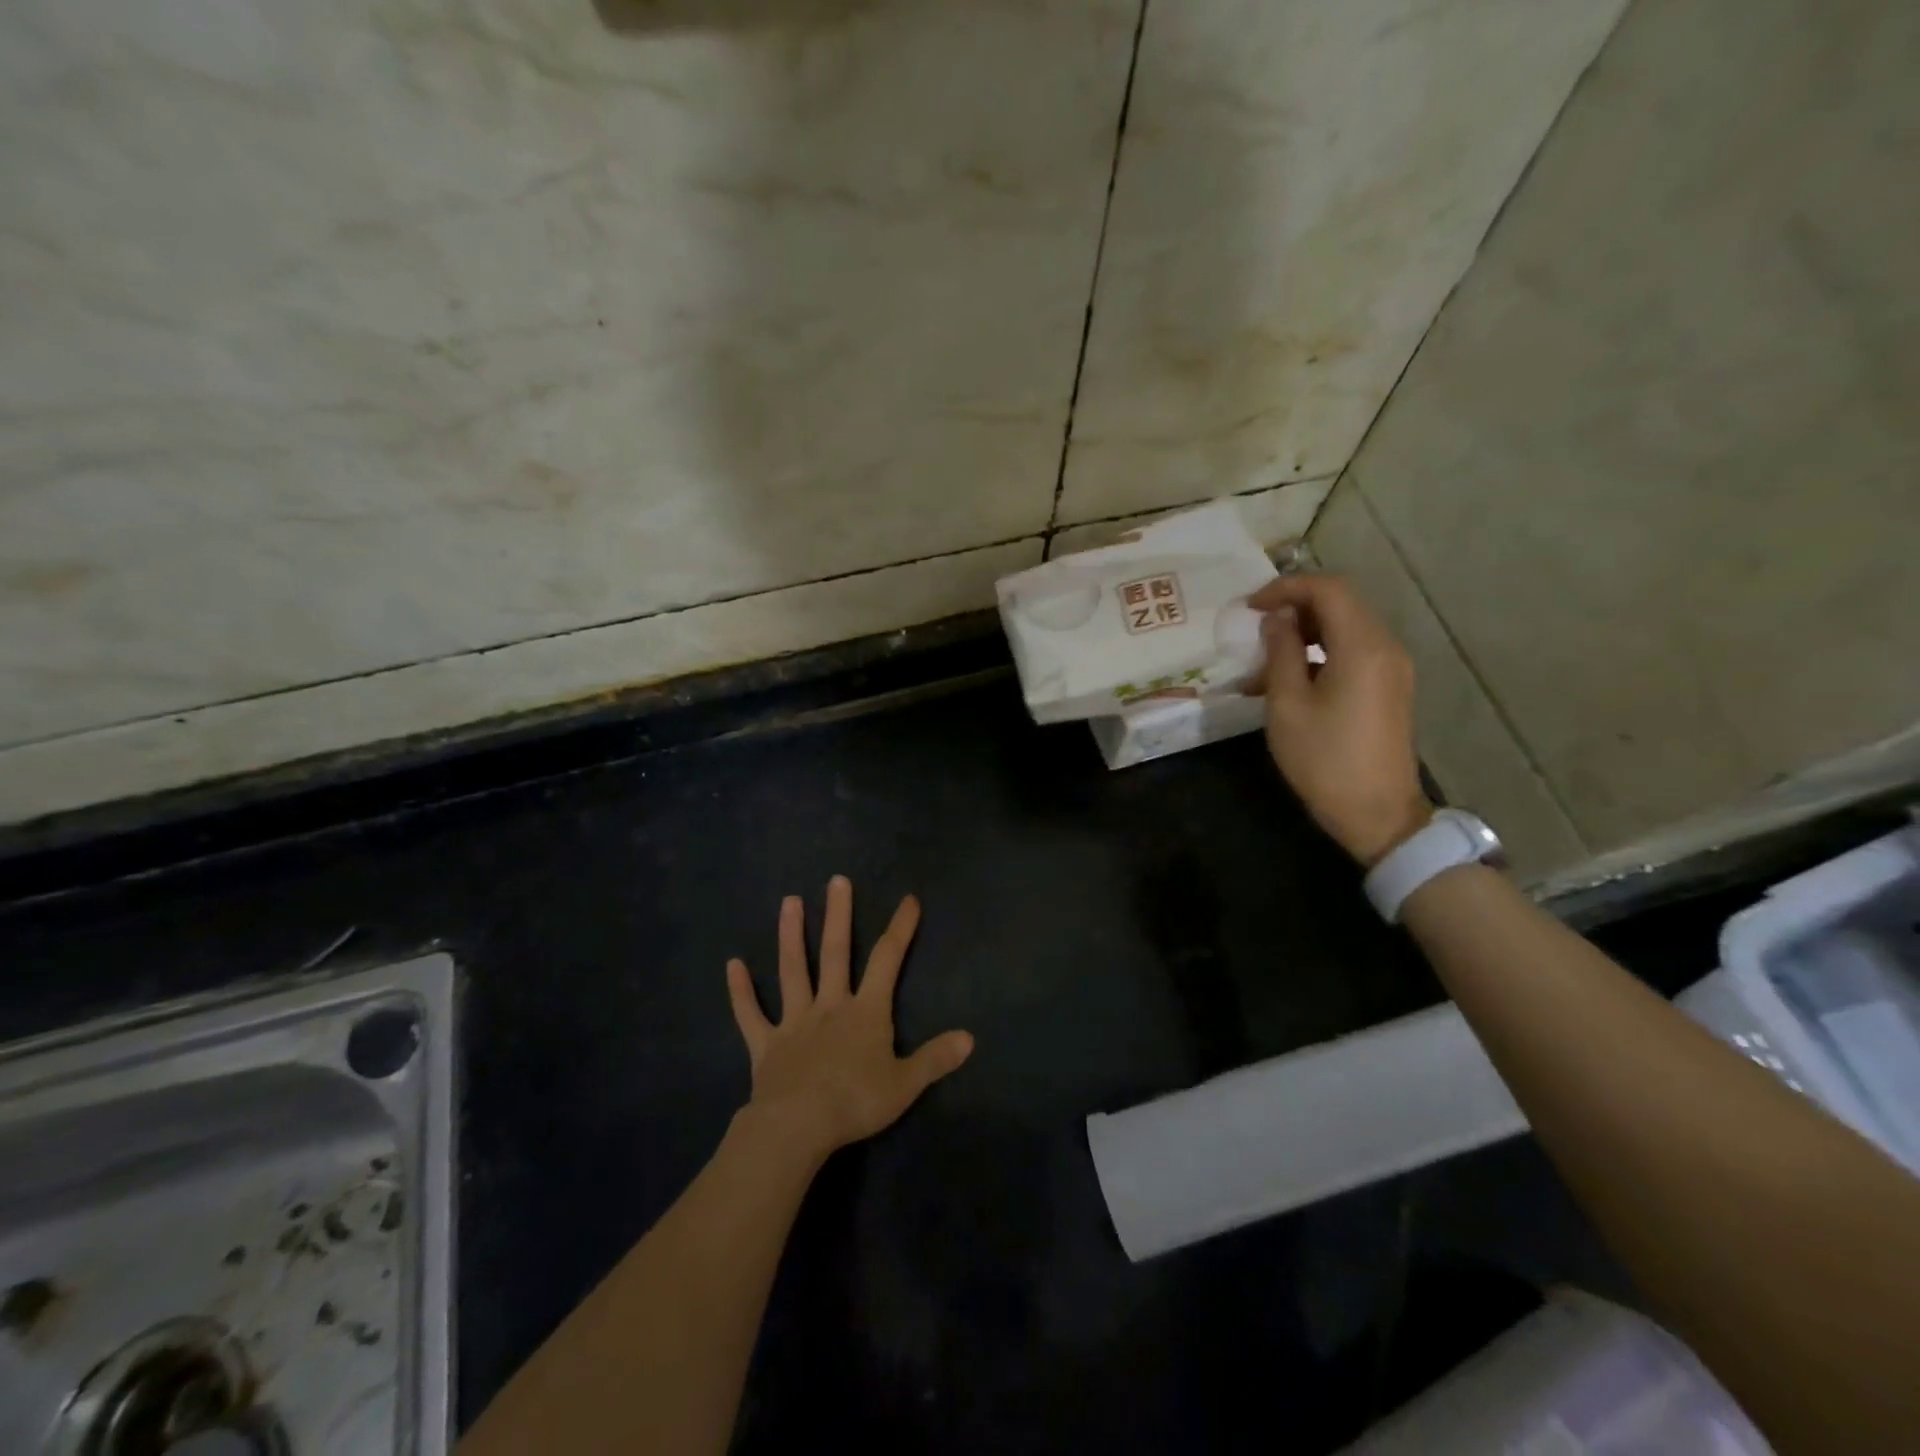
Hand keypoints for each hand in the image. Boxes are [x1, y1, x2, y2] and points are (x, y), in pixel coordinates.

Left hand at [725, 876, 973, 1164]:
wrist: (798, 1127)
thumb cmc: (855, 1102)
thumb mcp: (905, 1084)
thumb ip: (935, 1058)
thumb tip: (970, 1037)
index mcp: (865, 1012)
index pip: (887, 961)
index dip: (900, 929)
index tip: (908, 899)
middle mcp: (830, 1006)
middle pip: (835, 953)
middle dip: (839, 915)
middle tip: (837, 880)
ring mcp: (794, 1022)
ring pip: (792, 971)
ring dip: (791, 936)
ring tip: (789, 901)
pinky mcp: (766, 1045)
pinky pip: (751, 1015)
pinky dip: (741, 991)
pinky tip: (732, 965)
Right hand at [1247, 573, 1431, 866]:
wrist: (1376, 813)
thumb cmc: (1324, 759)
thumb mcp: (1287, 704)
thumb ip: (1280, 652)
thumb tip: (1277, 619)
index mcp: (1362, 646)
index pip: (1328, 589)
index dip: (1286, 588)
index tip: (1249, 606)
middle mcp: (1385, 647)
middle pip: (1340, 605)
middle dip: (1293, 609)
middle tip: (1253, 630)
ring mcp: (1391, 668)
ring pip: (1344, 630)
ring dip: (1302, 636)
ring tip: (1261, 666)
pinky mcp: (1389, 689)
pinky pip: (1352, 654)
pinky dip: (1318, 656)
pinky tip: (1285, 684)